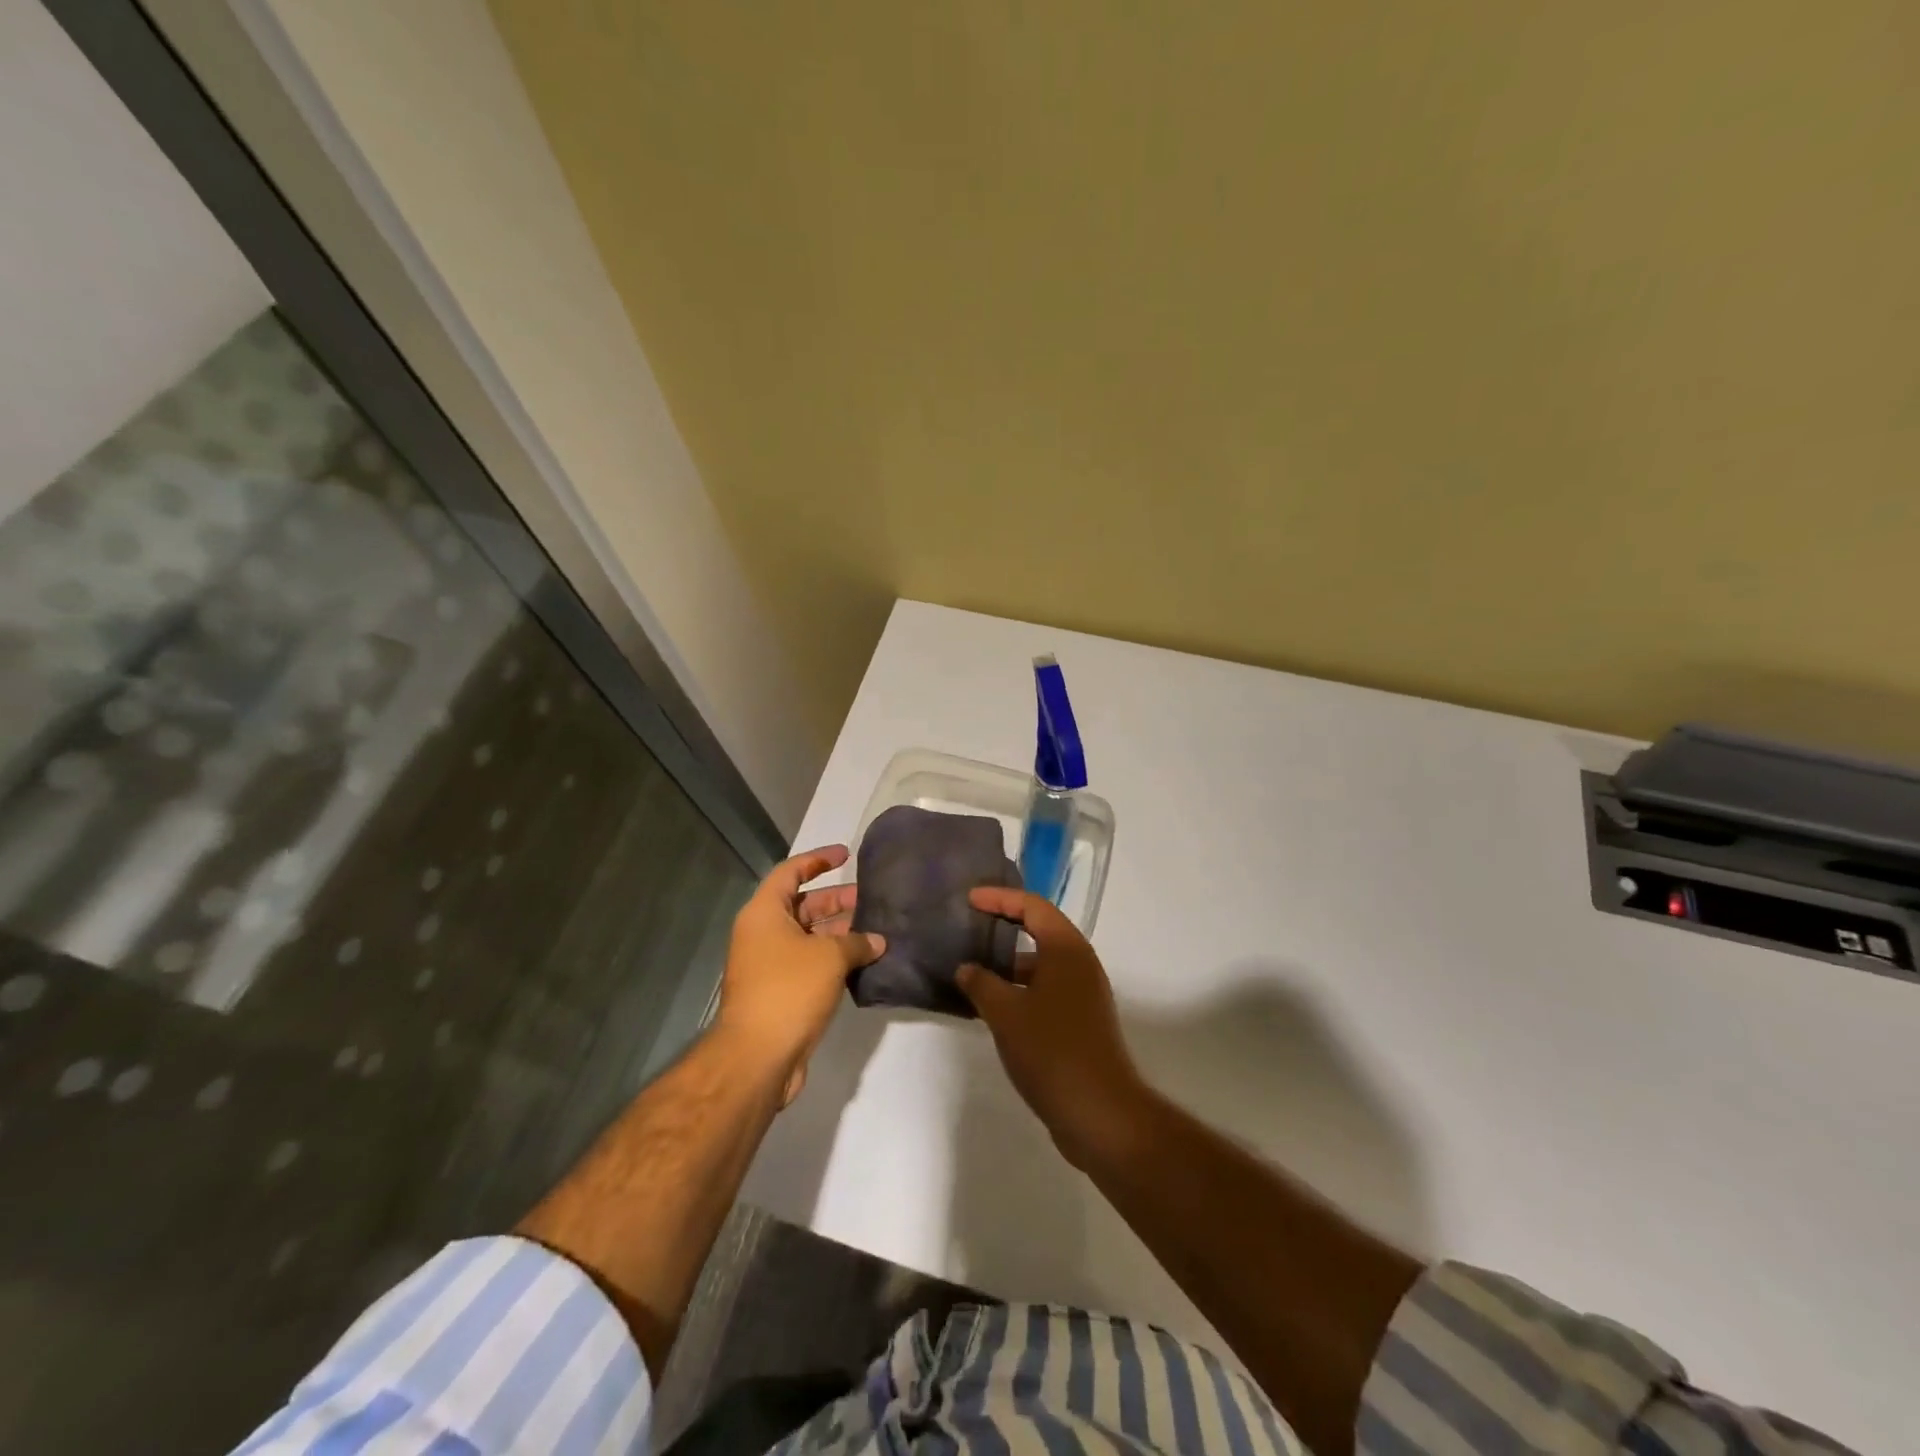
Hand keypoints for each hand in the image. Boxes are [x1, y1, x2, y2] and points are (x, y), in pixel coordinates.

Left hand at [715, 845, 883, 1104]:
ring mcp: (770, 965)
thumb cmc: (789, 990)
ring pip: (809, 937)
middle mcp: (763, 934)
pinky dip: (834, 959)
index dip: (818, 859)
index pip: (791, 871)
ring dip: (840, 933)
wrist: (757, 1057)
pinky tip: (865, 962)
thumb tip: (877, 941)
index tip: (847, 854)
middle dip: (837, 901)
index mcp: (764, 913)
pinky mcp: (780, 993)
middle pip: (802, 905)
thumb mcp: (829, 957)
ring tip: (877, 930)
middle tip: (872, 899)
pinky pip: (810, 963)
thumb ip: (857, 942)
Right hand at [957, 888, 1148, 1166]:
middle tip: (970, 926)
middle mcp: (1080, 964)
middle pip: (1040, 930)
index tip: (969, 900)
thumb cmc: (1052, 1051)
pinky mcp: (1081, 1021)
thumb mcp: (1006, 1013)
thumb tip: (967, 968)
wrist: (1100, 1113)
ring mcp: (1084, 994)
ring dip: (1009, 963)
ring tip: (972, 969)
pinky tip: (992, 1007)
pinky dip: (1020, 989)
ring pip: (1042, 964)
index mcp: (1067, 950)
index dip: (1000, 898)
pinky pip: (1046, 990)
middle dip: (1005, 926)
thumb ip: (982, 984)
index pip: (1032, 906)